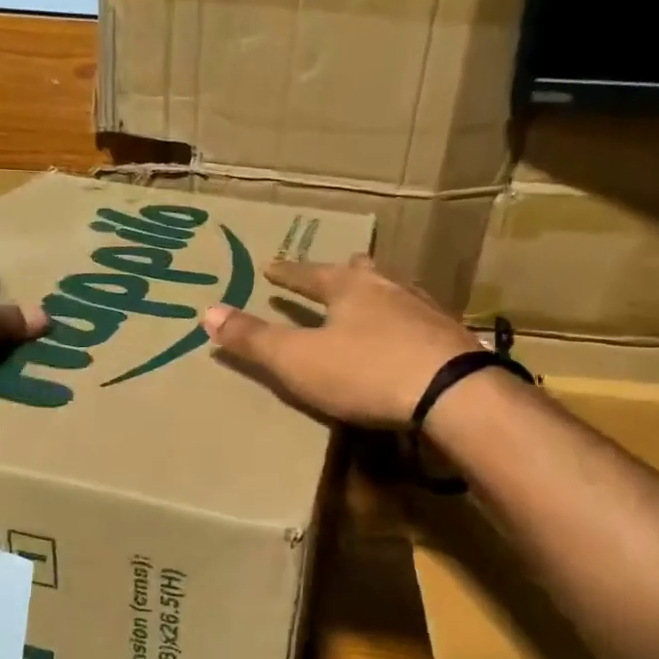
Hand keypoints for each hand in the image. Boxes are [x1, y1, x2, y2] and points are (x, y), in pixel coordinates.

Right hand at [200, 255, 479, 427]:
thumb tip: (207, 311)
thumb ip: (253, 339)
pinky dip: (406, 320)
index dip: (288, 273)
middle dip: (343, 272)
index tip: (272, 266)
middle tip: (337, 269)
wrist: (451, 392)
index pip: (309, 274)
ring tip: (374, 295)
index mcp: (349, 288)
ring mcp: (425, 311)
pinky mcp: (451, 338)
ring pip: (396, 290)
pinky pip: (420, 319)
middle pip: (361, 272)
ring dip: (379, 291)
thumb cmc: (365, 371)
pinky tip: (411, 333)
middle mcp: (389, 288)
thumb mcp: (297, 359)